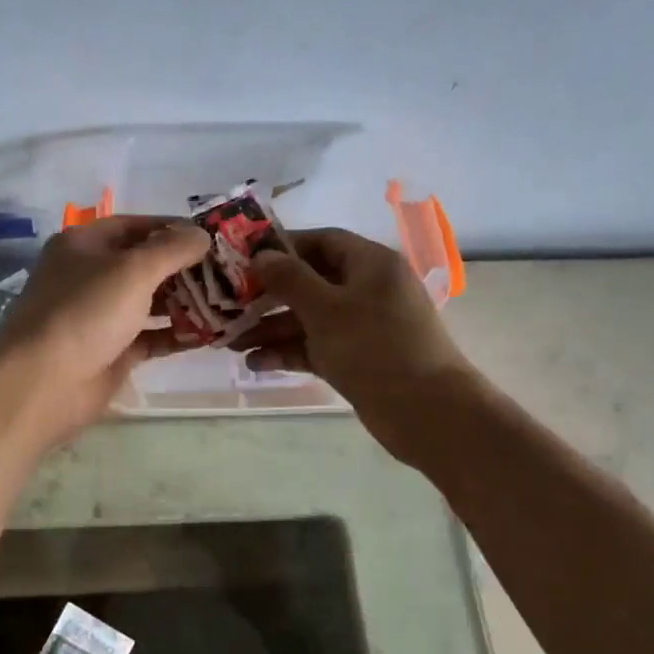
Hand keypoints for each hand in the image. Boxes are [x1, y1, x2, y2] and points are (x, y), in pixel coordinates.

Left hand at [0, 215, 210, 445]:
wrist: (44, 382)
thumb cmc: (86, 312)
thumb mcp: (133, 269)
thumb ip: (172, 249)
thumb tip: (202, 235)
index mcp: (85, 245)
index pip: (136, 225)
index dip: (174, 227)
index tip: (214, 236)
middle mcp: (91, 276)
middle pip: (145, 264)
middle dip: (185, 267)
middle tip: (229, 271)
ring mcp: (100, 316)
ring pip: (150, 302)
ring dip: (186, 302)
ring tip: (228, 300)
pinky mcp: (111, 351)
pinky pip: (150, 337)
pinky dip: (176, 334)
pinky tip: (210, 334)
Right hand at [234, 228, 471, 463]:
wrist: (425, 412)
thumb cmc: (375, 347)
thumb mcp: (326, 308)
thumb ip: (290, 279)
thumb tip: (261, 255)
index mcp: (370, 264)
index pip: (322, 240)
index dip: (283, 247)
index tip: (244, 258)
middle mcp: (367, 290)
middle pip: (310, 282)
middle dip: (268, 296)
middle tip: (228, 305)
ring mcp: (362, 327)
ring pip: (309, 319)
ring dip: (271, 329)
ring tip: (230, 342)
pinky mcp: (356, 359)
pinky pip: (316, 347)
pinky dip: (288, 352)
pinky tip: (255, 363)